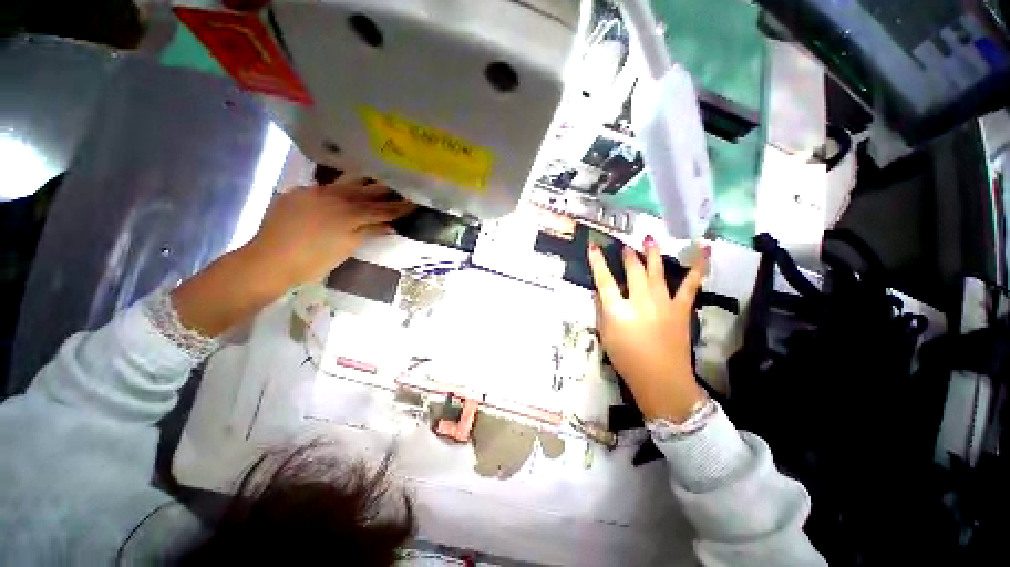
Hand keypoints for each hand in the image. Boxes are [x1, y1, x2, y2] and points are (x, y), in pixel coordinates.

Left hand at [242, 179, 415, 289]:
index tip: (415, 202)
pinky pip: (326, 186)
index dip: (400, 207)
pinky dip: (341, 187)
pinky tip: (344, 190)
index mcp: (350, 213)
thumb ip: (369, 232)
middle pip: (368, 190)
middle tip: (401, 187)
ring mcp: (315, 191)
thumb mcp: (347, 247)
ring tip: (377, 182)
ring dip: (365, 183)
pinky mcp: (299, 192)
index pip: (382, 209)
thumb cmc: (313, 261)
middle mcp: (336, 196)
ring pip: (347, 182)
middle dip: (386, 189)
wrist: (269, 260)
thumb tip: (389, 225)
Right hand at [588, 236, 709, 422]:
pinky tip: (704, 249)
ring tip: (649, 238)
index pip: (604, 281)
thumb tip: (599, 293)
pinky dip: (699, 266)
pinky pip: (691, 284)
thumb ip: (601, 311)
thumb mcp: (605, 335)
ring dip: (651, 253)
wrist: (661, 379)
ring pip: (656, 271)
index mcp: (618, 310)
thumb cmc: (627, 359)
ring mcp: (663, 302)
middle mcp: (640, 301)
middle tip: (625, 247)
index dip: (597, 263)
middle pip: (633, 272)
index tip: (594, 247)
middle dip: (627, 256)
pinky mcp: (681, 308)